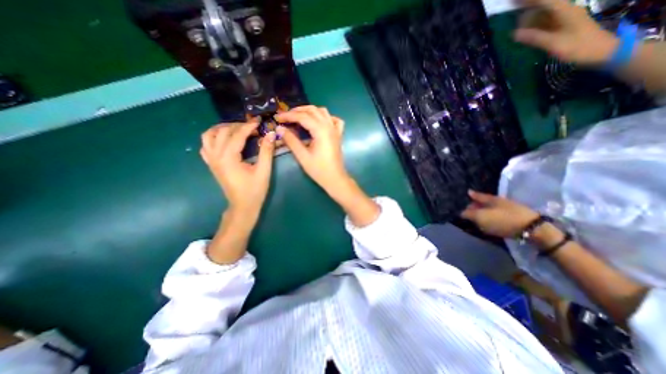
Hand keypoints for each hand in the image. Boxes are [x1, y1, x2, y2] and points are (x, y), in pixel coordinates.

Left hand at [202, 119, 276, 219]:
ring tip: (236, 129)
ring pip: (208, 136)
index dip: (248, 126)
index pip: (237, 135)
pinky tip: (225, 140)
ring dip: (222, 128)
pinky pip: (206, 145)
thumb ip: (266, 151)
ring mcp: (211, 160)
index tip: (259, 121)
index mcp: (229, 158)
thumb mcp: (264, 171)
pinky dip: (213, 138)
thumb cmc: (255, 190)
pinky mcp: (211, 164)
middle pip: (222, 132)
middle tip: (251, 127)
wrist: (243, 205)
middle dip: (237, 126)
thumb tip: (270, 134)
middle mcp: (216, 156)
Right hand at [274, 103, 348, 193]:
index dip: (288, 116)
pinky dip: (326, 117)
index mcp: (321, 131)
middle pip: (313, 110)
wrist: (335, 179)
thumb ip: (291, 141)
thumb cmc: (319, 170)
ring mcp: (335, 130)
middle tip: (286, 116)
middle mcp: (329, 126)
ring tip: (299, 116)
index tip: (277, 117)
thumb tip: (280, 129)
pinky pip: (334, 120)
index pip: (302, 117)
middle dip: (298, 111)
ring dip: (310, 111)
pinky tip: (319, 122)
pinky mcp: (338, 135)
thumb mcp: (302, 156)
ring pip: (323, 112)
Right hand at [464, 191, 540, 238]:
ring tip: (476, 218)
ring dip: (483, 212)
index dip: (470, 195)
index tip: (466, 193)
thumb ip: (469, 214)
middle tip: (466, 210)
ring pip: (490, 209)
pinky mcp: (514, 218)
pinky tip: (487, 223)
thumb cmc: (502, 220)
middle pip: (483, 202)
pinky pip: (497, 216)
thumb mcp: (481, 217)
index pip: (476, 195)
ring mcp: (508, 209)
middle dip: (475, 205)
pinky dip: (490, 218)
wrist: (533, 229)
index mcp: (490, 198)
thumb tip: (461, 212)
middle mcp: (498, 201)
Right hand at [514, 0, 618, 64]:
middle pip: (545, 5)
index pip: (545, 2)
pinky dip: (534, 24)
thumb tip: (514, 34)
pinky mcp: (562, 26)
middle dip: (529, 6)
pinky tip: (526, 29)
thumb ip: (534, 38)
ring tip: (516, 23)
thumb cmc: (578, 47)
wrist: (600, 51)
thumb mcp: (554, 44)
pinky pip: (546, 21)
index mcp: (564, 12)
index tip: (515, 1)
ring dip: (530, 16)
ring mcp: (564, 18)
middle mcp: (565, 11)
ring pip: (544, 13)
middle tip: (513, 9)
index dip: (530, 1)